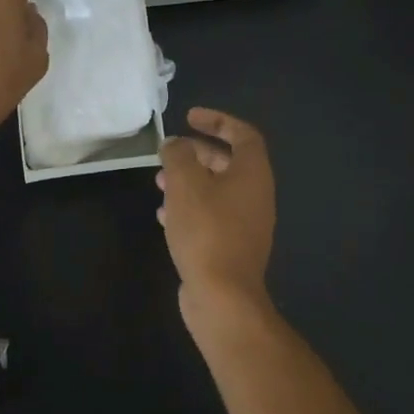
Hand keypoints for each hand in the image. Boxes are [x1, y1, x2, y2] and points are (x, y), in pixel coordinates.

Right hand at [157, 108, 276, 330]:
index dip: (217, 121)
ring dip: (189, 182)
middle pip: (228, 162)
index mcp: (253, 173)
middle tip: (169, 153)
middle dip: (196, 153)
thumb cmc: (206, 230)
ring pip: (216, 191)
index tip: (189, 117)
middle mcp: (255, 195)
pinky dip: (189, 209)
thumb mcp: (185, 183)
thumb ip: (178, 155)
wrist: (223, 295)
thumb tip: (175, 144)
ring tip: (158, 184)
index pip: (243, 134)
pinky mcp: (231, 247)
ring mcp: (246, 224)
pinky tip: (163, 217)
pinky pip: (211, 217)